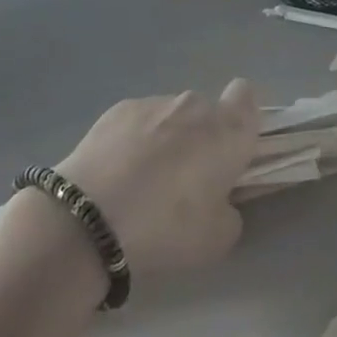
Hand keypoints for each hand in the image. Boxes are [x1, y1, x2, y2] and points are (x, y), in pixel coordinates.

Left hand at [55, 80, 260, 276]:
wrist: (89, 219)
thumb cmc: (166, 227)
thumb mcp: (217, 238)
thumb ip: (230, 209)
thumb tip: (219, 198)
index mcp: (228, 131)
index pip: (247, 98)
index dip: (241, 121)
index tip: (229, 153)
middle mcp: (194, 106)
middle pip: (206, 112)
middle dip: (201, 138)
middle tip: (185, 180)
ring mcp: (153, 103)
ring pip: (171, 117)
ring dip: (167, 139)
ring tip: (142, 182)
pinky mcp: (117, 109)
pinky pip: (138, 121)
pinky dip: (134, 140)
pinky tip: (116, 175)